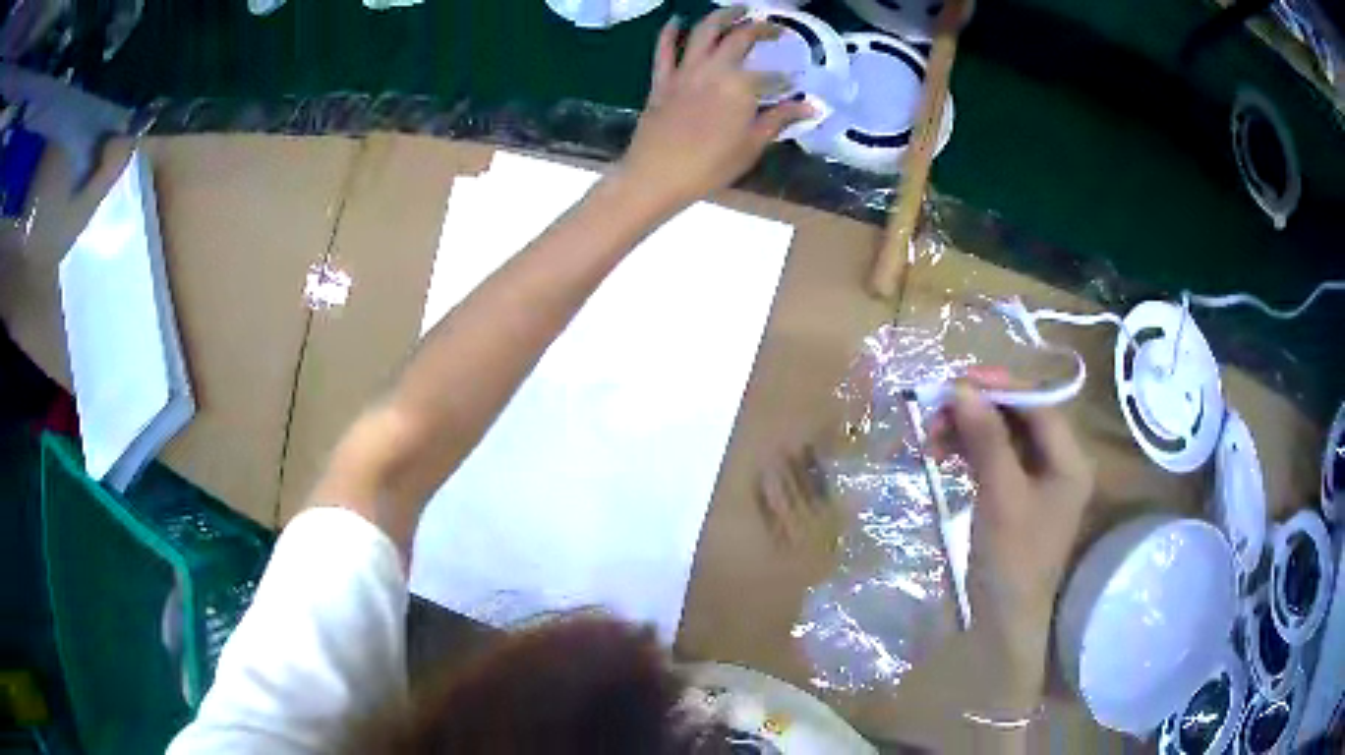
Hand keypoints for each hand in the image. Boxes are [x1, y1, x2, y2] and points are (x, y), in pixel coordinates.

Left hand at [615, 7, 812, 212]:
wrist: (657, 175)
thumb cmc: (710, 166)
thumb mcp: (752, 145)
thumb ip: (779, 120)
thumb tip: (811, 107)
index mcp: (741, 86)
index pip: (772, 76)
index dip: (787, 78)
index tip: (796, 81)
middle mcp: (715, 69)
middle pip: (741, 38)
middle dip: (762, 29)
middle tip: (775, 28)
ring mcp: (685, 71)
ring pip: (704, 31)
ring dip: (723, 15)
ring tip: (739, 10)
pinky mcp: (662, 79)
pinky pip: (664, 49)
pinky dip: (669, 32)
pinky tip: (676, 20)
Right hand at [935, 370, 1093, 713]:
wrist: (1002, 621)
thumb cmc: (1011, 560)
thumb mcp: (1000, 496)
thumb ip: (986, 439)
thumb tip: (962, 389)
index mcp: (1069, 460)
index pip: (1039, 405)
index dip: (1001, 387)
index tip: (959, 381)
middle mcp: (1058, 463)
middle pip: (1020, 418)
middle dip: (978, 410)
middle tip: (936, 409)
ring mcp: (1037, 480)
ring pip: (1003, 437)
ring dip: (968, 430)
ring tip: (930, 436)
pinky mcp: (1016, 495)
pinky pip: (994, 459)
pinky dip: (969, 452)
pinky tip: (942, 453)